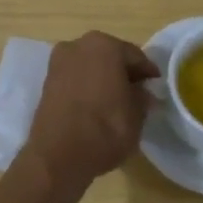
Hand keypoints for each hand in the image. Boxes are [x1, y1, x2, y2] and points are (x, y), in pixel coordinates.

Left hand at [19, 32, 159, 194]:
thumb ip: (142, 98)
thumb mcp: (137, 116)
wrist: (56, 157)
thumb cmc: (104, 129)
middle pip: (110, 56)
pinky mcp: (47, 81)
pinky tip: (95, 105)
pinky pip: (75, 78)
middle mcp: (79, 45)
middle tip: (137, 93)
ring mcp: (59, 61)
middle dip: (123, 72)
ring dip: (104, 78)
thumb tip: (142, 93)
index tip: (156, 86)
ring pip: (91, 66)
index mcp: (105, 45)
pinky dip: (86, 86)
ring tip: (116, 101)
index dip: (148, 73)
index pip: (135, 56)